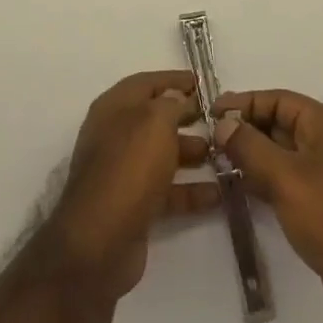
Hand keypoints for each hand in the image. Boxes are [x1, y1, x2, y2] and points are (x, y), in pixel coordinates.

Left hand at [45, 71, 220, 300]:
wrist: (100, 241)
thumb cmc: (129, 167)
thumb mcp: (154, 122)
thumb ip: (170, 104)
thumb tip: (176, 98)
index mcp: (114, 107)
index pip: (146, 83)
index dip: (173, 80)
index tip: (202, 83)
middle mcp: (116, 135)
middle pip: (155, 119)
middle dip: (186, 117)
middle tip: (217, 119)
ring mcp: (123, 172)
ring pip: (162, 155)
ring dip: (192, 153)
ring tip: (223, 155)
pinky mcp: (133, 206)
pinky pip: (166, 191)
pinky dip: (190, 191)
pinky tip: (218, 194)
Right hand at [215, 88, 322, 322]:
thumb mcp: (285, 178)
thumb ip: (250, 147)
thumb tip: (222, 124)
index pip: (279, 100)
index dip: (244, 103)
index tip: (210, 112)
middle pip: (281, 124)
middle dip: (246, 129)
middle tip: (209, 139)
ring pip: (284, 154)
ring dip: (254, 156)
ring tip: (218, 163)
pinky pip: (291, 180)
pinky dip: (267, 180)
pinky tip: (243, 189)